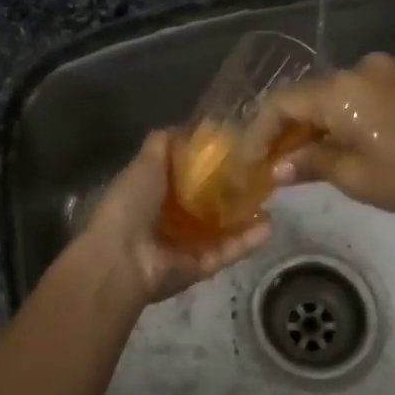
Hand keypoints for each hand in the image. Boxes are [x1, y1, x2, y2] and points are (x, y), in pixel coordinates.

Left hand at [74, 132, 269, 308]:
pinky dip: (247, 241)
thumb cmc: (131, 204)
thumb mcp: (145, 163)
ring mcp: (186, 245)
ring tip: (273, 199)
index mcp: (153, 193)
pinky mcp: (200, 267)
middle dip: (232, 190)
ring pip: (222, 228)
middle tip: (262, 173)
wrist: (121, 258)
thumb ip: (162, 144)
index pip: (186, 175)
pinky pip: (227, 251)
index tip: (237, 147)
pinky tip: (269, 225)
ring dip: (246, 216)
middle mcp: (169, 219)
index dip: (209, 162)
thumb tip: (182, 127)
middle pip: (207, 202)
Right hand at [259, 52, 394, 221]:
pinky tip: (330, 143)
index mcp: (341, 90)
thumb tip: (275, 168)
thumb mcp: (354, 177)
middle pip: (304, 95)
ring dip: (310, 124)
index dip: (260, 132)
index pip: (282, 103)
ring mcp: (380, 69)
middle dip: (284, 129)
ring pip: (327, 94)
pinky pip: (351, 93)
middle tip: (268, 164)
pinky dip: (335, 116)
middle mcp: (356, 68)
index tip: (248, 162)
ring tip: (296, 159)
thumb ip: (308, 163)